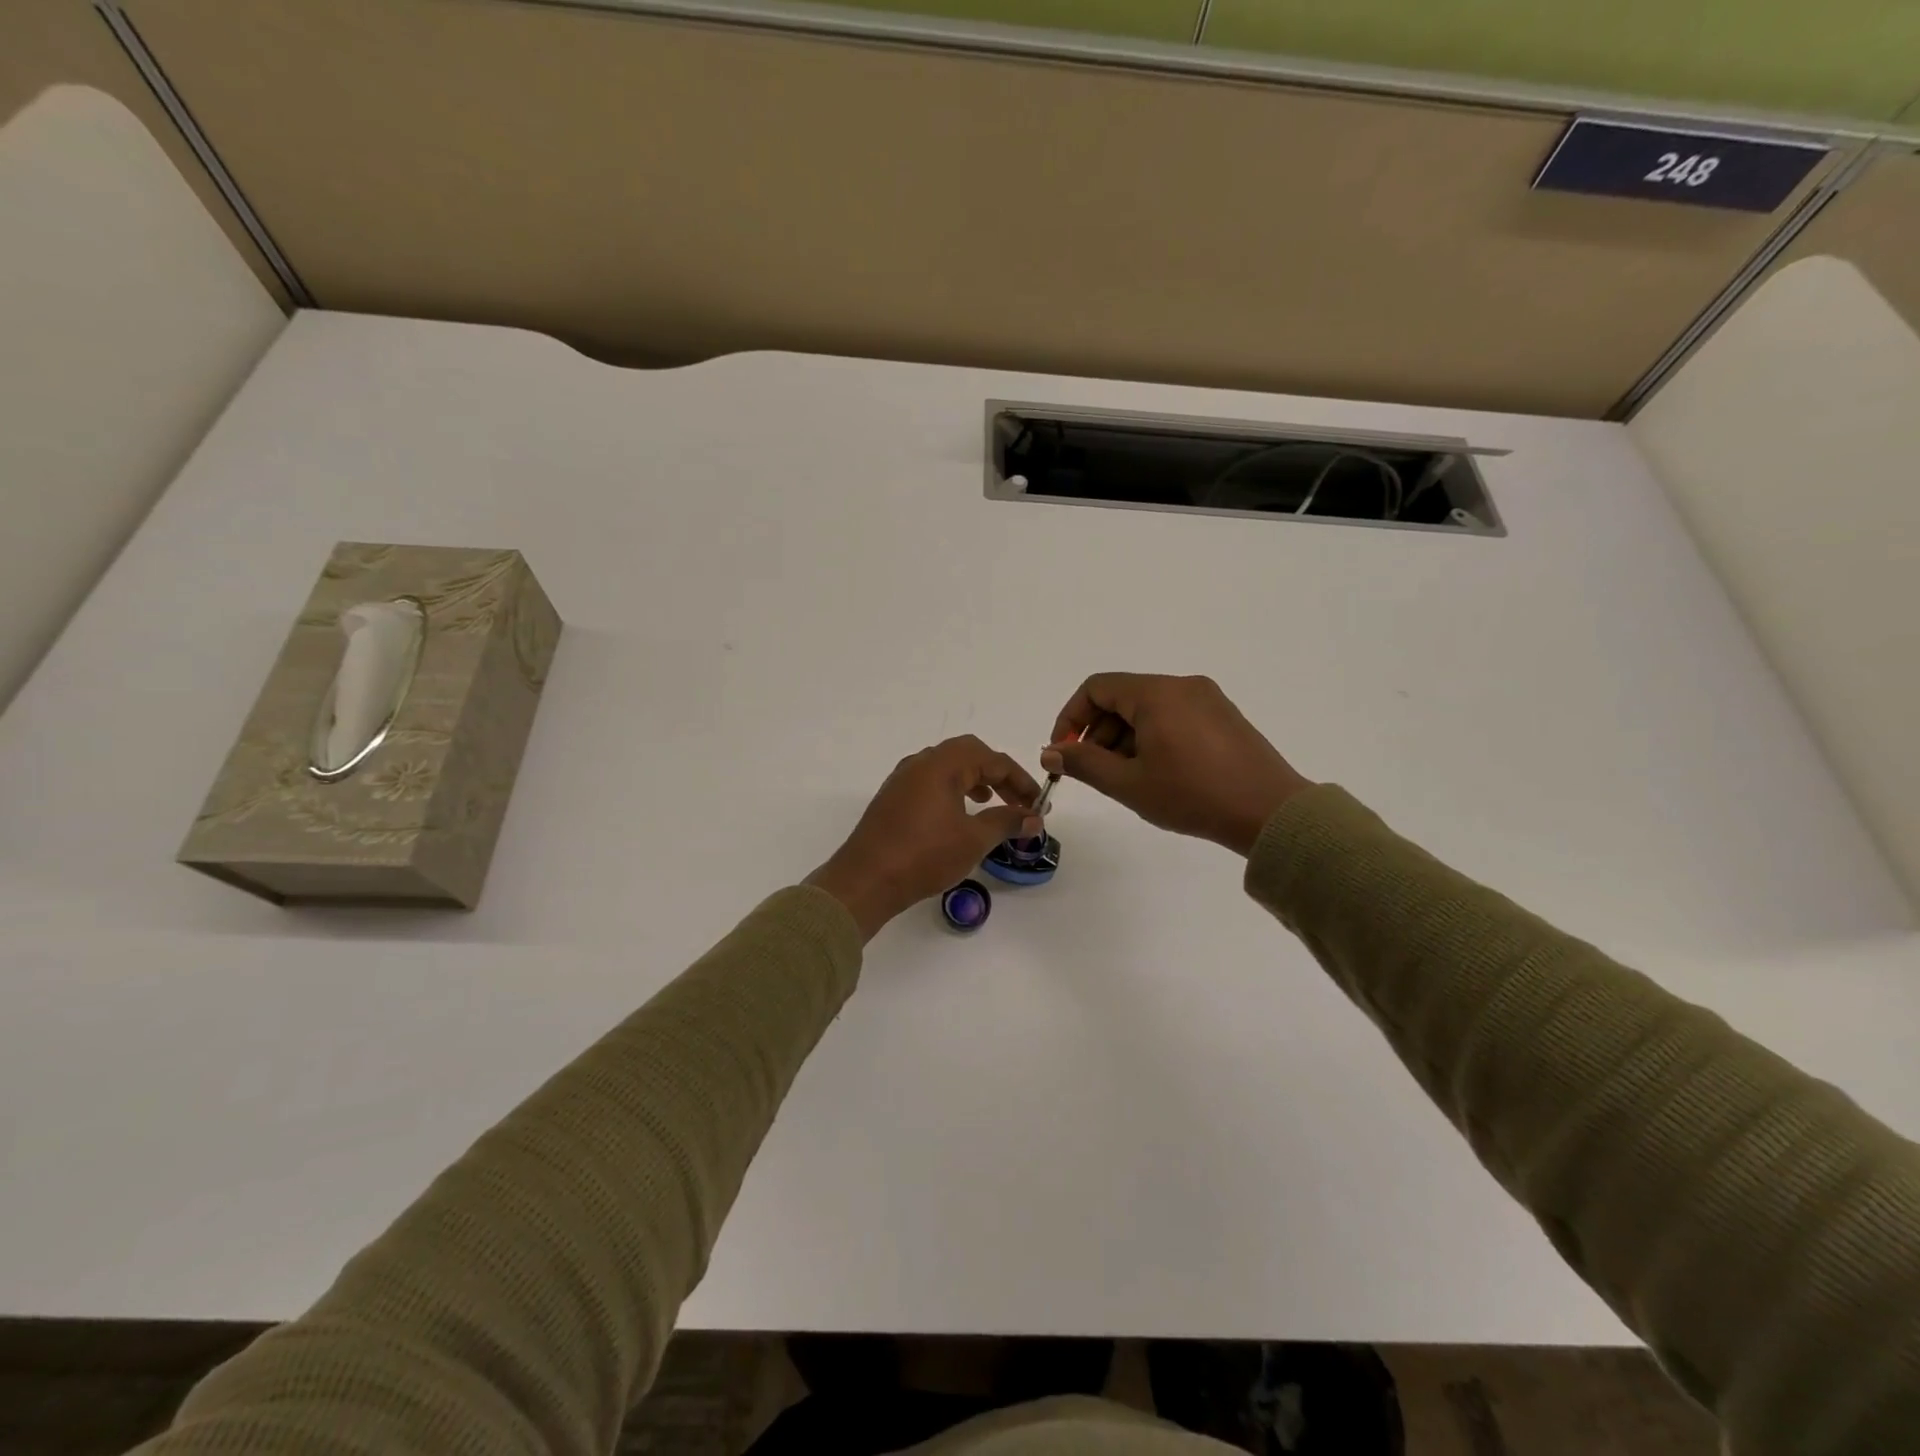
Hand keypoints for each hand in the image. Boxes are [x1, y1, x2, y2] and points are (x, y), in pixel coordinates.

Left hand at [806, 736, 1042, 940]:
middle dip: (997, 774)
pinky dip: (952, 789)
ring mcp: (902, 779)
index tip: (1038, 803)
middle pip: (968, 754)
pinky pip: (929, 781)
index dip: (1020, 780)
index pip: (992, 760)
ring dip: (974, 780)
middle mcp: (920, 762)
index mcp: (942, 764)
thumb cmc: (924, 855)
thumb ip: (1006, 822)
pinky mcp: (892, 798)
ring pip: (946, 766)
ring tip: (990, 802)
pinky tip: (957, 815)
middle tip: (1016, 799)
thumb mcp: (973, 839)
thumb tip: (1033, 817)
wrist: (865, 880)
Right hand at [1040, 673, 1312, 855]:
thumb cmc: (1193, 795)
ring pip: (1148, 709)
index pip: (1096, 688)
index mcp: (1156, 693)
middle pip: (1122, 697)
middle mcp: (1182, 686)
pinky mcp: (1224, 717)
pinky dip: (1152, 737)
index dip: (1071, 718)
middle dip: (1098, 732)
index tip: (1063, 752)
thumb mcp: (1129, 784)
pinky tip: (1156, 773)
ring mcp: (1207, 699)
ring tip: (1126, 779)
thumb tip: (1050, 752)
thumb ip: (1083, 763)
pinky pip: (1174, 717)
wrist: (1271, 813)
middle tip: (1092, 771)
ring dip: (1124, 738)